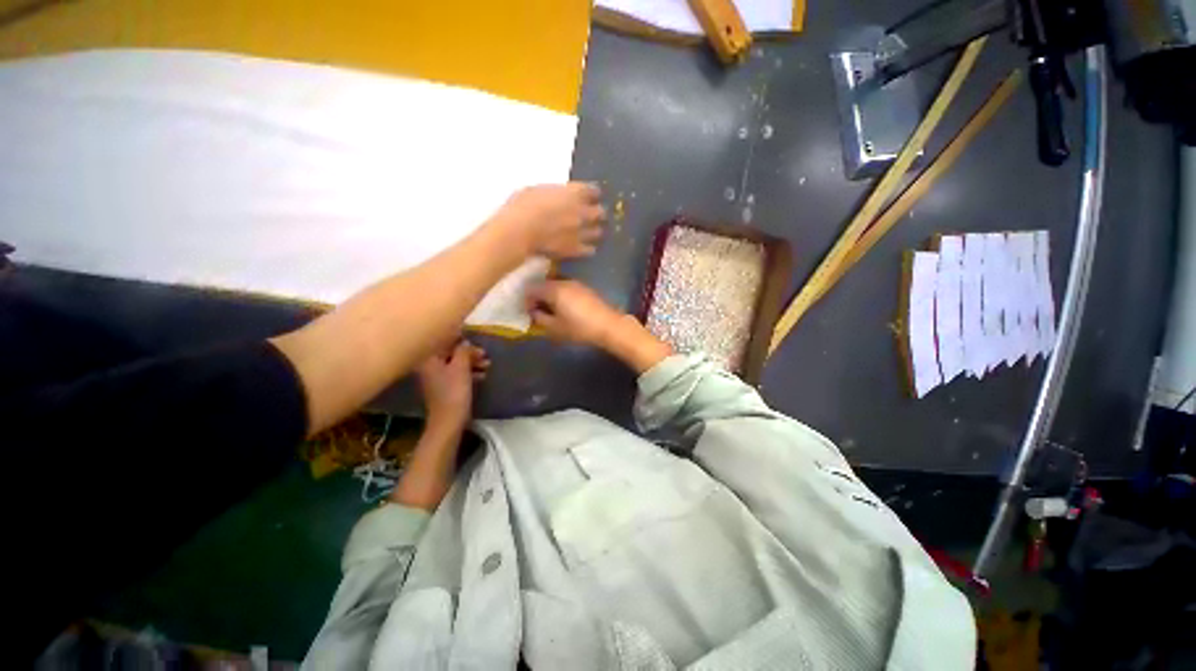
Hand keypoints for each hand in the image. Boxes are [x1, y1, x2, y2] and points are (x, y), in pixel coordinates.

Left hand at [416, 340, 489, 427]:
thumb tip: (465, 341)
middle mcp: (428, 364)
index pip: (445, 340)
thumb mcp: (461, 367)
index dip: (463, 339)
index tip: (477, 341)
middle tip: (485, 355)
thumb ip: (463, 350)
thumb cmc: (453, 392)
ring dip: (470, 363)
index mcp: (430, 357)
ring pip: (453, 363)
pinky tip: (481, 376)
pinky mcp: (441, 388)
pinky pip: (454, 374)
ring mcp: (434, 377)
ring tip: (487, 365)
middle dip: (468, 353)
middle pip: (450, 352)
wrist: (448, 422)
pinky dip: (466, 373)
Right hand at [491, 183, 605, 258]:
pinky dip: (587, 248)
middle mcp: (583, 211)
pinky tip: (582, 248)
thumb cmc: (522, 206)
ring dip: (593, 231)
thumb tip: (552, 196)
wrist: (519, 231)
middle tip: (589, 215)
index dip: (591, 193)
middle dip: (596, 213)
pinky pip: (589, 249)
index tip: (588, 195)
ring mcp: (581, 231)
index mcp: (574, 192)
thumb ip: (551, 193)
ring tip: (587, 232)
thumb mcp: (535, 190)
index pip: (593, 190)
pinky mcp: (575, 249)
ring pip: (598, 231)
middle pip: (600, 211)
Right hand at [525, 279, 627, 347]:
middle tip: (536, 311)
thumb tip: (532, 312)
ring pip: (554, 285)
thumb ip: (539, 318)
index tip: (527, 312)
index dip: (526, 299)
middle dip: (537, 296)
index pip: (531, 288)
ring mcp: (575, 283)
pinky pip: (565, 288)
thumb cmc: (580, 328)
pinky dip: (559, 296)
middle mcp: (563, 282)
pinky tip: (562, 308)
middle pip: (543, 284)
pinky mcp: (584, 289)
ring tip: (549, 311)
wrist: (609, 326)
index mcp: (554, 289)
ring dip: (548, 296)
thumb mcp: (555, 327)